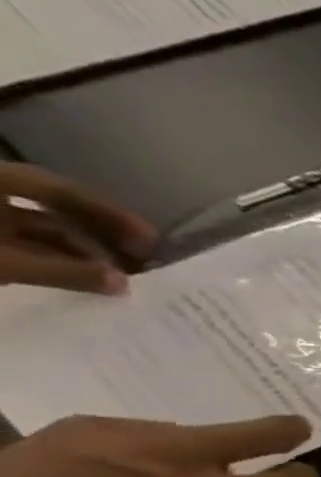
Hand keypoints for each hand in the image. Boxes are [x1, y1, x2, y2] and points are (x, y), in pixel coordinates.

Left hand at [0, 164, 154, 294]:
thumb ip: (63, 272)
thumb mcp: (4, 262)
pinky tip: (82, 281)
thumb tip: (126, 284)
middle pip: (56, 211)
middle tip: (142, 260)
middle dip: (100, 237)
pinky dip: (55, 263)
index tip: (151, 238)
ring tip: (117, 278)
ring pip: (40, 233)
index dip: (110, 213)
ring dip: (81, 254)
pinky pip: (23, 248)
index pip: (65, 191)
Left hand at [0, 414, 320, 476]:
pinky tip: (105, 468)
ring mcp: (139, 433)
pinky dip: (134, 449)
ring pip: (190, 437)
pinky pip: (136, 434)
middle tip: (294, 431)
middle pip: (261, 432)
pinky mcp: (95, 422)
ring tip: (151, 472)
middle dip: (284, 432)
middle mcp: (187, 459)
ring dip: (187, 452)